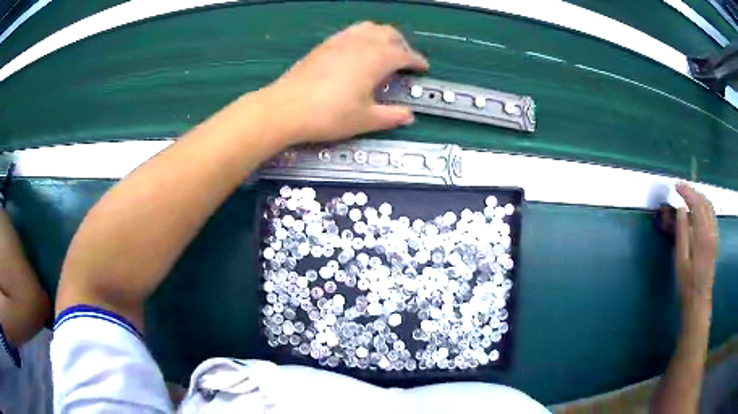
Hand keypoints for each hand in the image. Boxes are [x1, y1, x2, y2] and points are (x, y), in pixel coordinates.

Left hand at [265, 21, 428, 143]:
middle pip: (389, 34)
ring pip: (369, 27)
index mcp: (376, 59)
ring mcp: (341, 41)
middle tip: (405, 60)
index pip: (405, 54)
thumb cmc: (330, 115)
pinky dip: (363, 36)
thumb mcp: (366, 120)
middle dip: (403, 44)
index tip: (423, 68)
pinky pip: (351, 31)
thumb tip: (409, 116)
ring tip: (384, 50)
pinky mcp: (325, 44)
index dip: (417, 61)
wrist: (286, 108)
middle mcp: (361, 43)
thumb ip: (391, 116)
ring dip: (383, 36)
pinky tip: (358, 50)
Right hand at [674, 183, 717, 313]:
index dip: (686, 192)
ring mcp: (714, 237)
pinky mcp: (714, 242)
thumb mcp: (680, 262)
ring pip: (710, 207)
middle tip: (680, 189)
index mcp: (703, 236)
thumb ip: (682, 233)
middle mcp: (711, 232)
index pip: (697, 204)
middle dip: (692, 191)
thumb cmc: (686, 287)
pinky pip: (711, 217)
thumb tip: (681, 210)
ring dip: (699, 197)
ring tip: (688, 196)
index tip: (675, 186)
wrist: (698, 305)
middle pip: (705, 202)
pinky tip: (697, 211)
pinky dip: (704, 207)